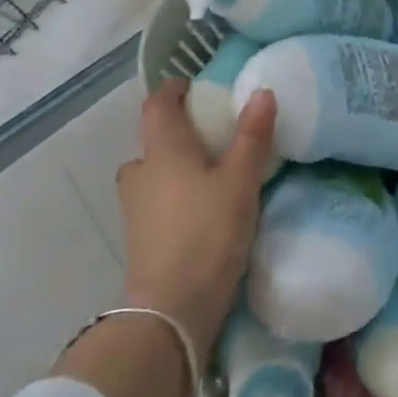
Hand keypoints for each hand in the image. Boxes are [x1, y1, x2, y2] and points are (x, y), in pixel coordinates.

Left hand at [116, 80, 275, 361]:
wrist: (170, 311)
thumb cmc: (207, 233)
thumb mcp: (240, 181)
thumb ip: (252, 136)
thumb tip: (262, 91)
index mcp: (162, 150)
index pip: (157, 105)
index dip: (172, 89)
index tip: (193, 85)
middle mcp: (141, 173)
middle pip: (151, 141)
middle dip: (175, 132)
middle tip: (210, 133)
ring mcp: (135, 209)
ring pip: (151, 174)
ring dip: (172, 166)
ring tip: (208, 172)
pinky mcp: (140, 239)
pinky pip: (154, 201)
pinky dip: (173, 194)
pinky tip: (199, 207)